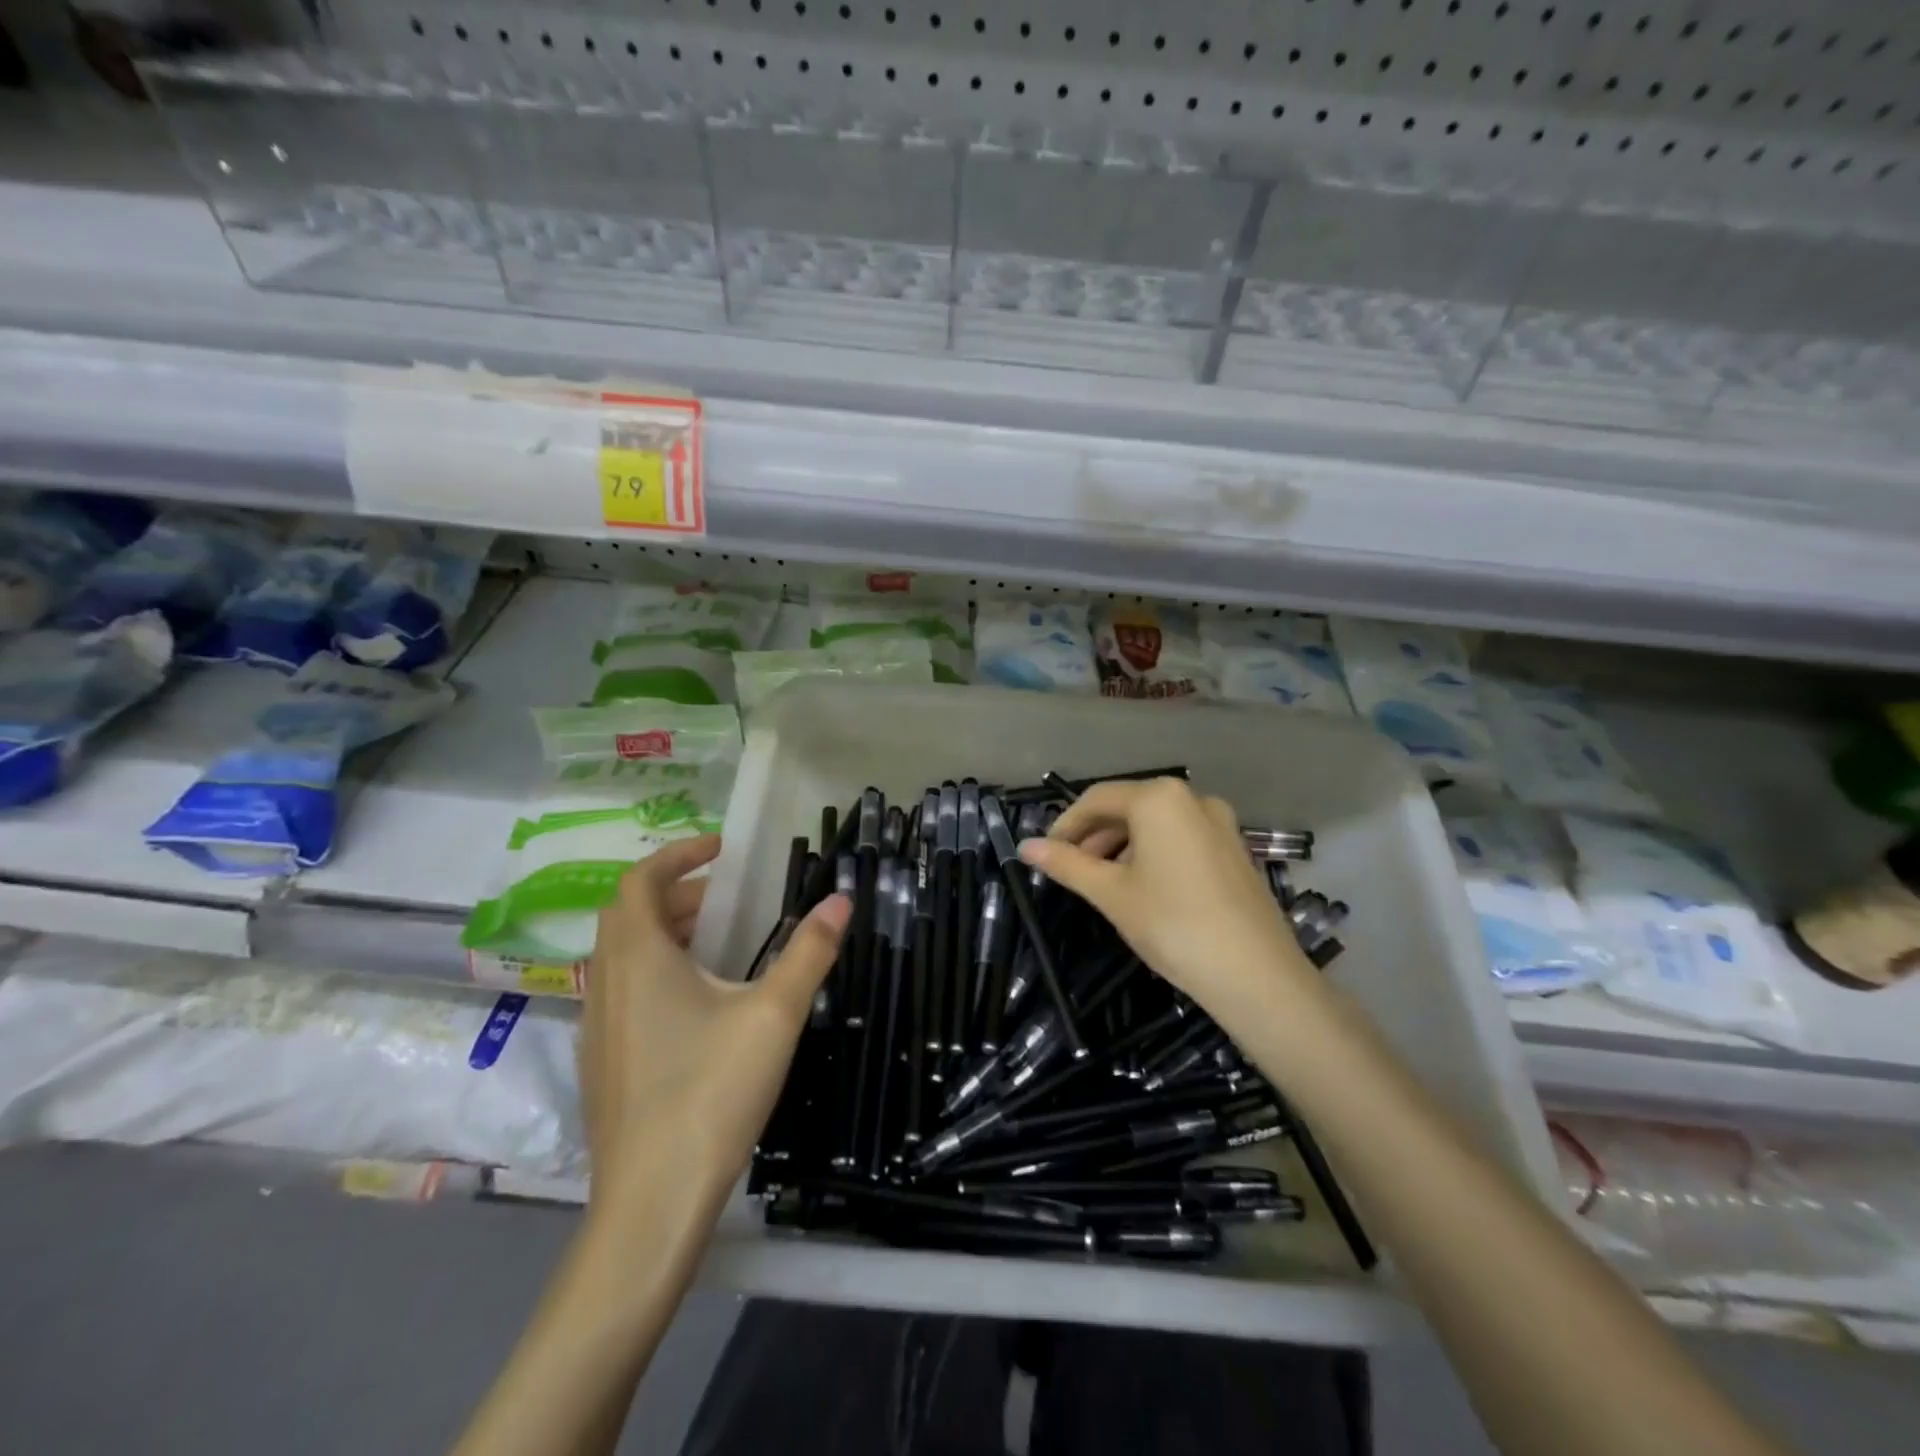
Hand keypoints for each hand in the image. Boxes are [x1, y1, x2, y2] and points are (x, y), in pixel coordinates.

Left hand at [582, 835, 849, 1211]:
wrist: (651, 1202)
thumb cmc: (712, 1093)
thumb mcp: (774, 1015)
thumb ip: (809, 952)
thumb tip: (842, 899)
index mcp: (639, 958)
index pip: (640, 881)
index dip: (677, 855)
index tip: (721, 850)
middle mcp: (607, 982)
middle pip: (630, 914)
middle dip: (678, 893)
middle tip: (728, 898)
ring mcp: (597, 1025)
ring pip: (623, 954)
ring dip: (665, 932)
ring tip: (718, 943)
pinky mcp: (602, 1061)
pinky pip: (622, 990)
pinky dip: (655, 970)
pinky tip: (697, 1004)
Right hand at [1017, 778, 1314, 1029]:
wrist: (1256, 975)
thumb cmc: (1172, 925)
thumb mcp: (1110, 893)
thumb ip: (1066, 864)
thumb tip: (1024, 847)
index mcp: (1159, 799)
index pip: (1096, 799)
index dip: (1065, 825)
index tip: (1045, 855)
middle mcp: (1192, 798)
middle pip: (1128, 807)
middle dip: (1094, 836)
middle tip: (1070, 871)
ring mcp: (1219, 823)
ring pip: (1155, 824)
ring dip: (1121, 846)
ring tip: (1103, 883)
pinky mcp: (1234, 849)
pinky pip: (1181, 838)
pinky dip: (1152, 853)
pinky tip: (1143, 888)